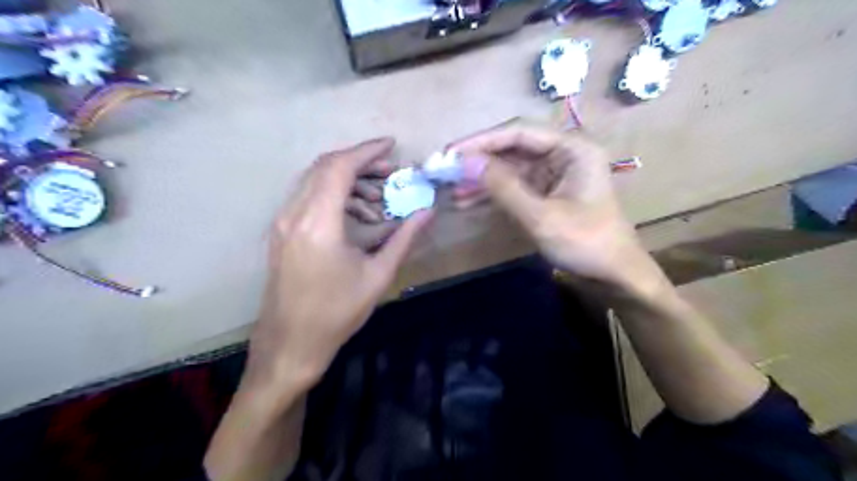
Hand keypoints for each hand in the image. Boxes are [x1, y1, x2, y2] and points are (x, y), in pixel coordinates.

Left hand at [248, 138, 434, 391]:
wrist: (291, 344)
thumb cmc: (337, 313)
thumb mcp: (378, 275)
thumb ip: (404, 238)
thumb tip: (428, 212)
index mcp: (318, 223)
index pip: (340, 168)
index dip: (367, 151)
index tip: (392, 146)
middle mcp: (294, 214)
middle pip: (325, 167)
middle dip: (360, 163)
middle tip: (390, 173)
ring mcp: (283, 223)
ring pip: (314, 181)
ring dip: (347, 181)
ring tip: (377, 201)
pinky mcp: (281, 233)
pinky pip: (307, 198)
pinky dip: (333, 196)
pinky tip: (356, 218)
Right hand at [455, 125, 656, 290]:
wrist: (614, 276)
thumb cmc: (585, 242)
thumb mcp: (541, 215)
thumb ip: (503, 187)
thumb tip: (465, 163)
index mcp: (571, 149)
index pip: (518, 134)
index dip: (482, 142)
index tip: (451, 152)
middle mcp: (562, 156)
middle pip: (512, 151)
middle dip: (479, 163)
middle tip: (446, 171)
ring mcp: (554, 176)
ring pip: (510, 171)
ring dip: (482, 181)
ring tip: (451, 190)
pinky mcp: (547, 195)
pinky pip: (515, 188)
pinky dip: (493, 195)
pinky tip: (468, 202)